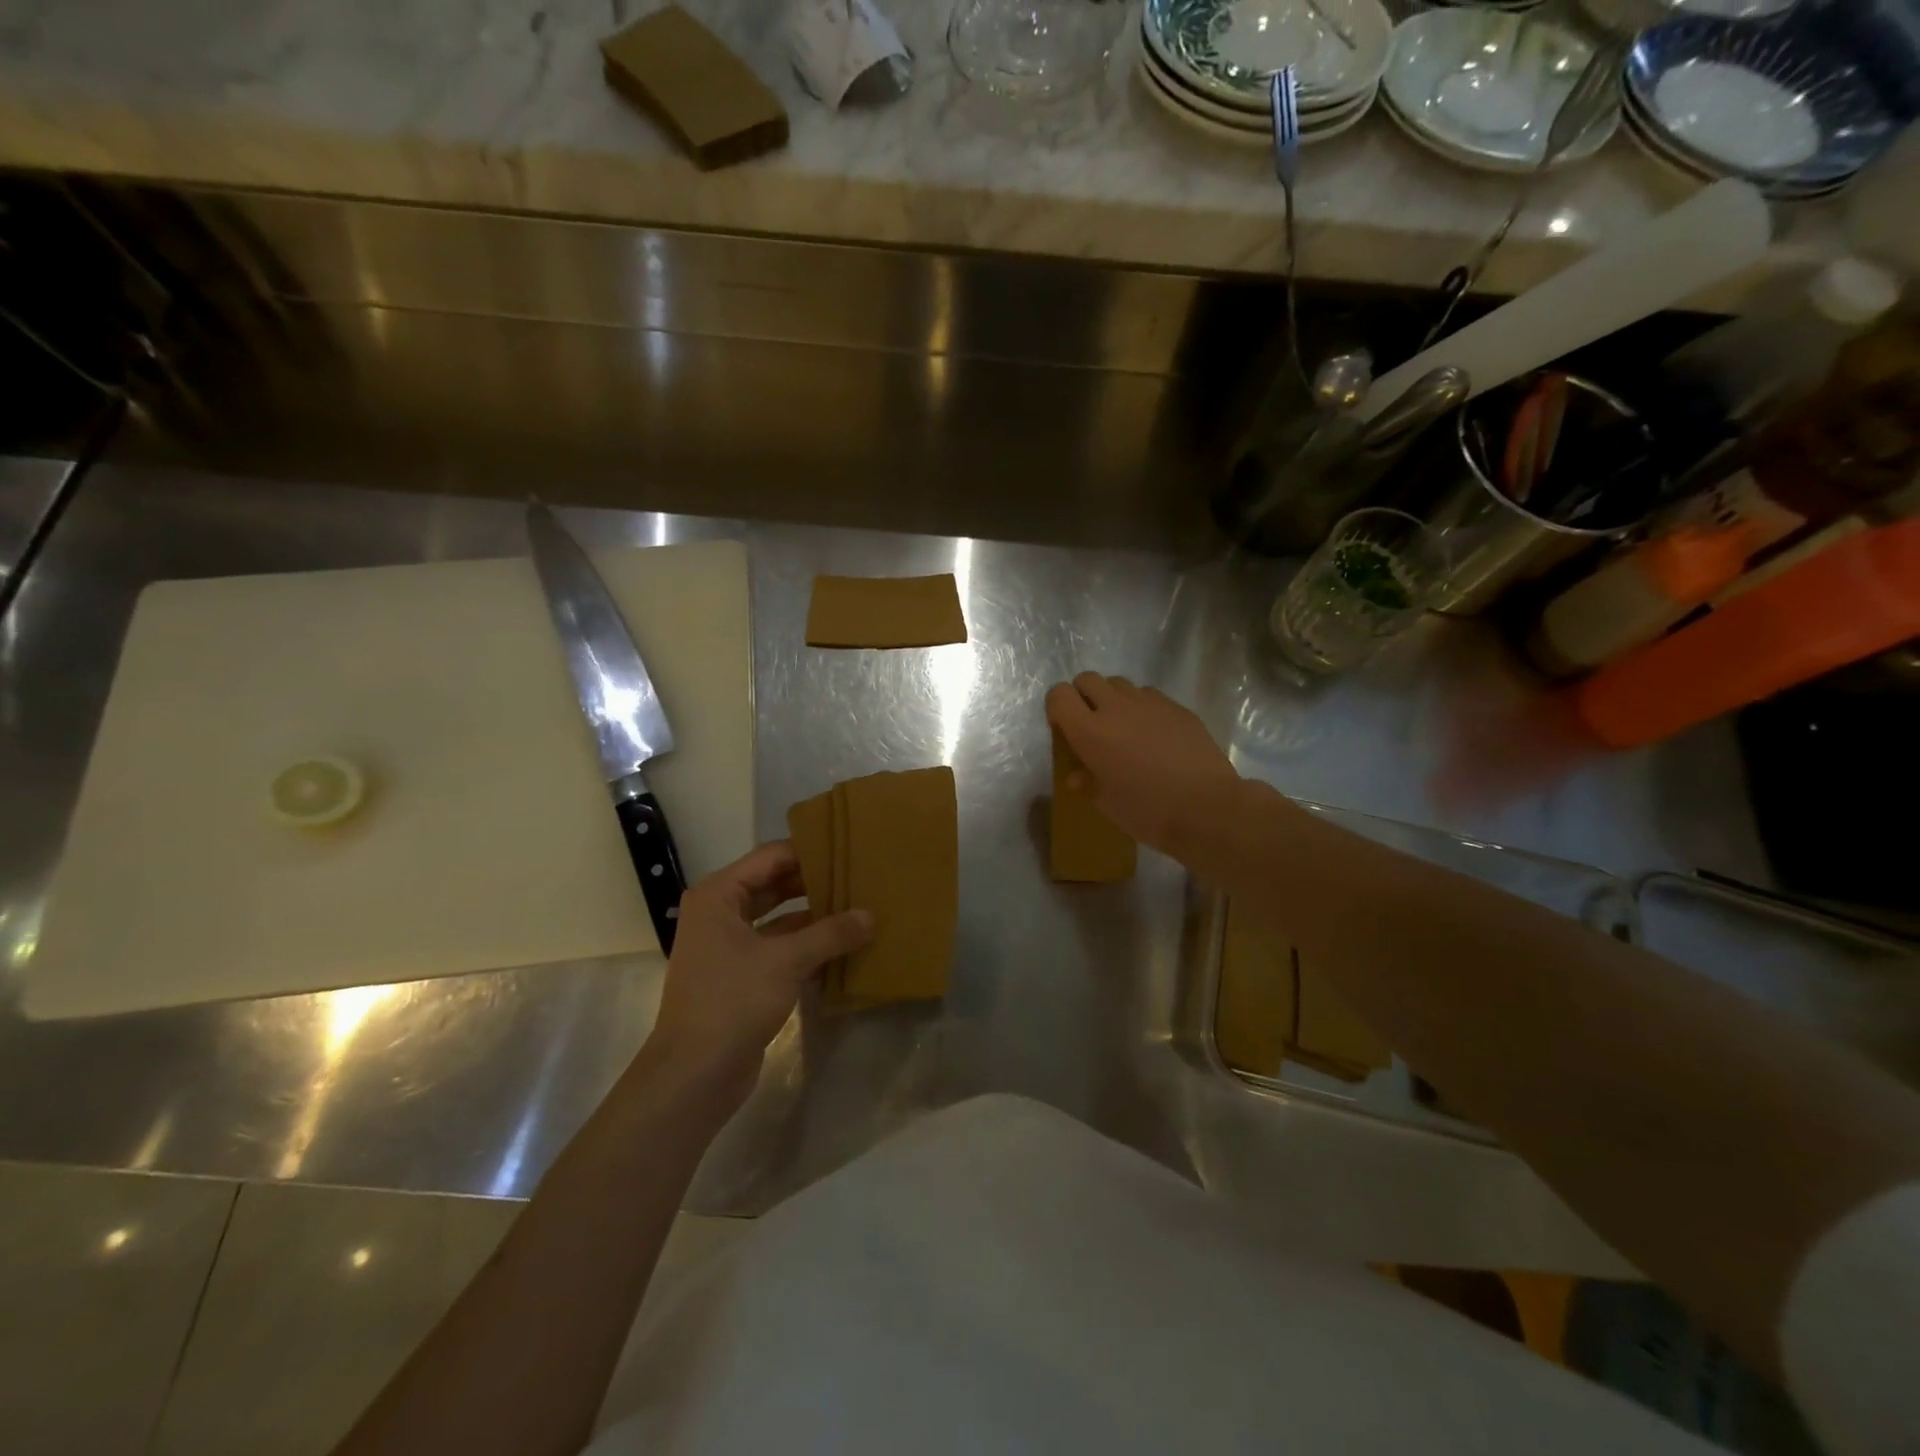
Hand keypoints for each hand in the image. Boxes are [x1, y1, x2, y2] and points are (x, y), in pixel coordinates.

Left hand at [646, 842, 871, 1110]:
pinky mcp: (742, 977)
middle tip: (859, 876)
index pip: (770, 857)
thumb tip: (870, 916)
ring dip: (815, 917)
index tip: (847, 848)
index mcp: (719, 896)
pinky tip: (844, 948)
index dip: (808, 851)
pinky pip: (781, 949)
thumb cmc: (732, 1001)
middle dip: (815, 883)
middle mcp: (721, 914)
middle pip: (775, 885)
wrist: (694, 1075)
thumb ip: (831, 934)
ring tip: (859, 908)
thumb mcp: (786, 961)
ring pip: (780, 920)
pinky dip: (808, 947)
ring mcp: (730, 947)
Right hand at [1046, 673, 1242, 853]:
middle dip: (1083, 696)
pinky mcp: (1177, 707)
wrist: (1207, 808)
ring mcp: (1150, 703)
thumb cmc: (1148, 811)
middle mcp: (1116, 708)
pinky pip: (1149, 695)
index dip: (1057, 707)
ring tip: (1124, 728)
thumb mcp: (1107, 804)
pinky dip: (1142, 707)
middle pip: (1087, 679)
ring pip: (1119, 683)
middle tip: (1092, 725)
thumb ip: (1087, 783)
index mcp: (1090, 732)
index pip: (1059, 694)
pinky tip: (1153, 734)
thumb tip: (1077, 775)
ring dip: (1113, 699)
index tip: (1064, 729)